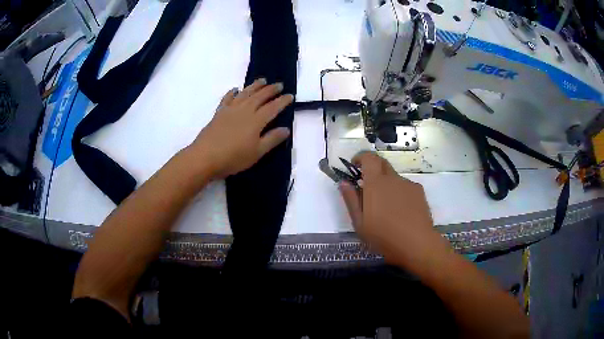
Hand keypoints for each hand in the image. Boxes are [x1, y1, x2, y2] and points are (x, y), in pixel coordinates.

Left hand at [191, 79, 292, 178]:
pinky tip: (235, 89)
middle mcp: (245, 110)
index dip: (282, 101)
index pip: (273, 107)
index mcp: (256, 120)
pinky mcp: (219, 113)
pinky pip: (227, 98)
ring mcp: (230, 110)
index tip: (290, 95)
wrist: (205, 157)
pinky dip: (232, 93)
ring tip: (262, 80)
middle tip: (279, 84)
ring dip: (255, 86)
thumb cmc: (233, 157)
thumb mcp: (257, 153)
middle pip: (260, 96)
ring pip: (245, 93)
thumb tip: (286, 129)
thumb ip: (272, 139)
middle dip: (271, 90)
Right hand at [339, 152, 450, 270]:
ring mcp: (408, 184)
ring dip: (386, 185)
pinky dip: (399, 193)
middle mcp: (392, 178)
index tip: (355, 166)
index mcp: (375, 183)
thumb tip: (344, 182)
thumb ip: (351, 200)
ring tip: (386, 208)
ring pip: (393, 178)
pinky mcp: (419, 192)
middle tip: (368, 188)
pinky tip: (401, 212)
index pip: (368, 158)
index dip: (361, 157)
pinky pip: (405, 186)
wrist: (417, 244)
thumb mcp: (360, 223)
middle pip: (382, 163)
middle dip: (373, 169)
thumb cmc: (384, 236)